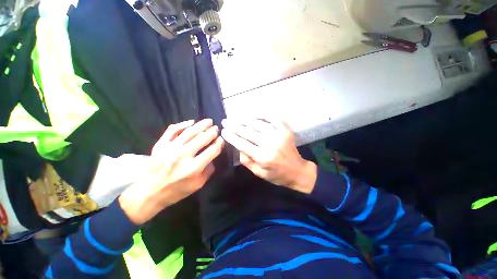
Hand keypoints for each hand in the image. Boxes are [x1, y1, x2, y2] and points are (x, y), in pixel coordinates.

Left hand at [119, 119, 224, 223]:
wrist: (149, 192)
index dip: (219, 143)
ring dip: (201, 125)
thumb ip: (208, 170)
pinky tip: (191, 122)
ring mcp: (170, 148)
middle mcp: (183, 155)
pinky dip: (182, 124)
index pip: (212, 151)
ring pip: (189, 132)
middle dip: (212, 132)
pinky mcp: (160, 144)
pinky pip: (172, 130)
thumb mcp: (198, 185)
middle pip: (202, 138)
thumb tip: (213, 157)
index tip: (221, 139)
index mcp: (194, 168)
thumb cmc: (176, 190)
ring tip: (208, 121)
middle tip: (216, 128)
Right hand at [221, 118, 316, 193]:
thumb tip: (238, 147)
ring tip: (236, 117)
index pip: (243, 144)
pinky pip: (272, 119)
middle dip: (235, 126)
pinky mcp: (286, 130)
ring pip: (258, 124)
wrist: (298, 171)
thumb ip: (247, 161)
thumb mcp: (259, 173)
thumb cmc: (277, 175)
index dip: (232, 137)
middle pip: (249, 132)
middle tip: (225, 121)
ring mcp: (279, 135)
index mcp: (263, 157)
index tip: (223, 131)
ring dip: (245, 120)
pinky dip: (263, 115)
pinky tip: (254, 114)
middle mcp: (271, 144)